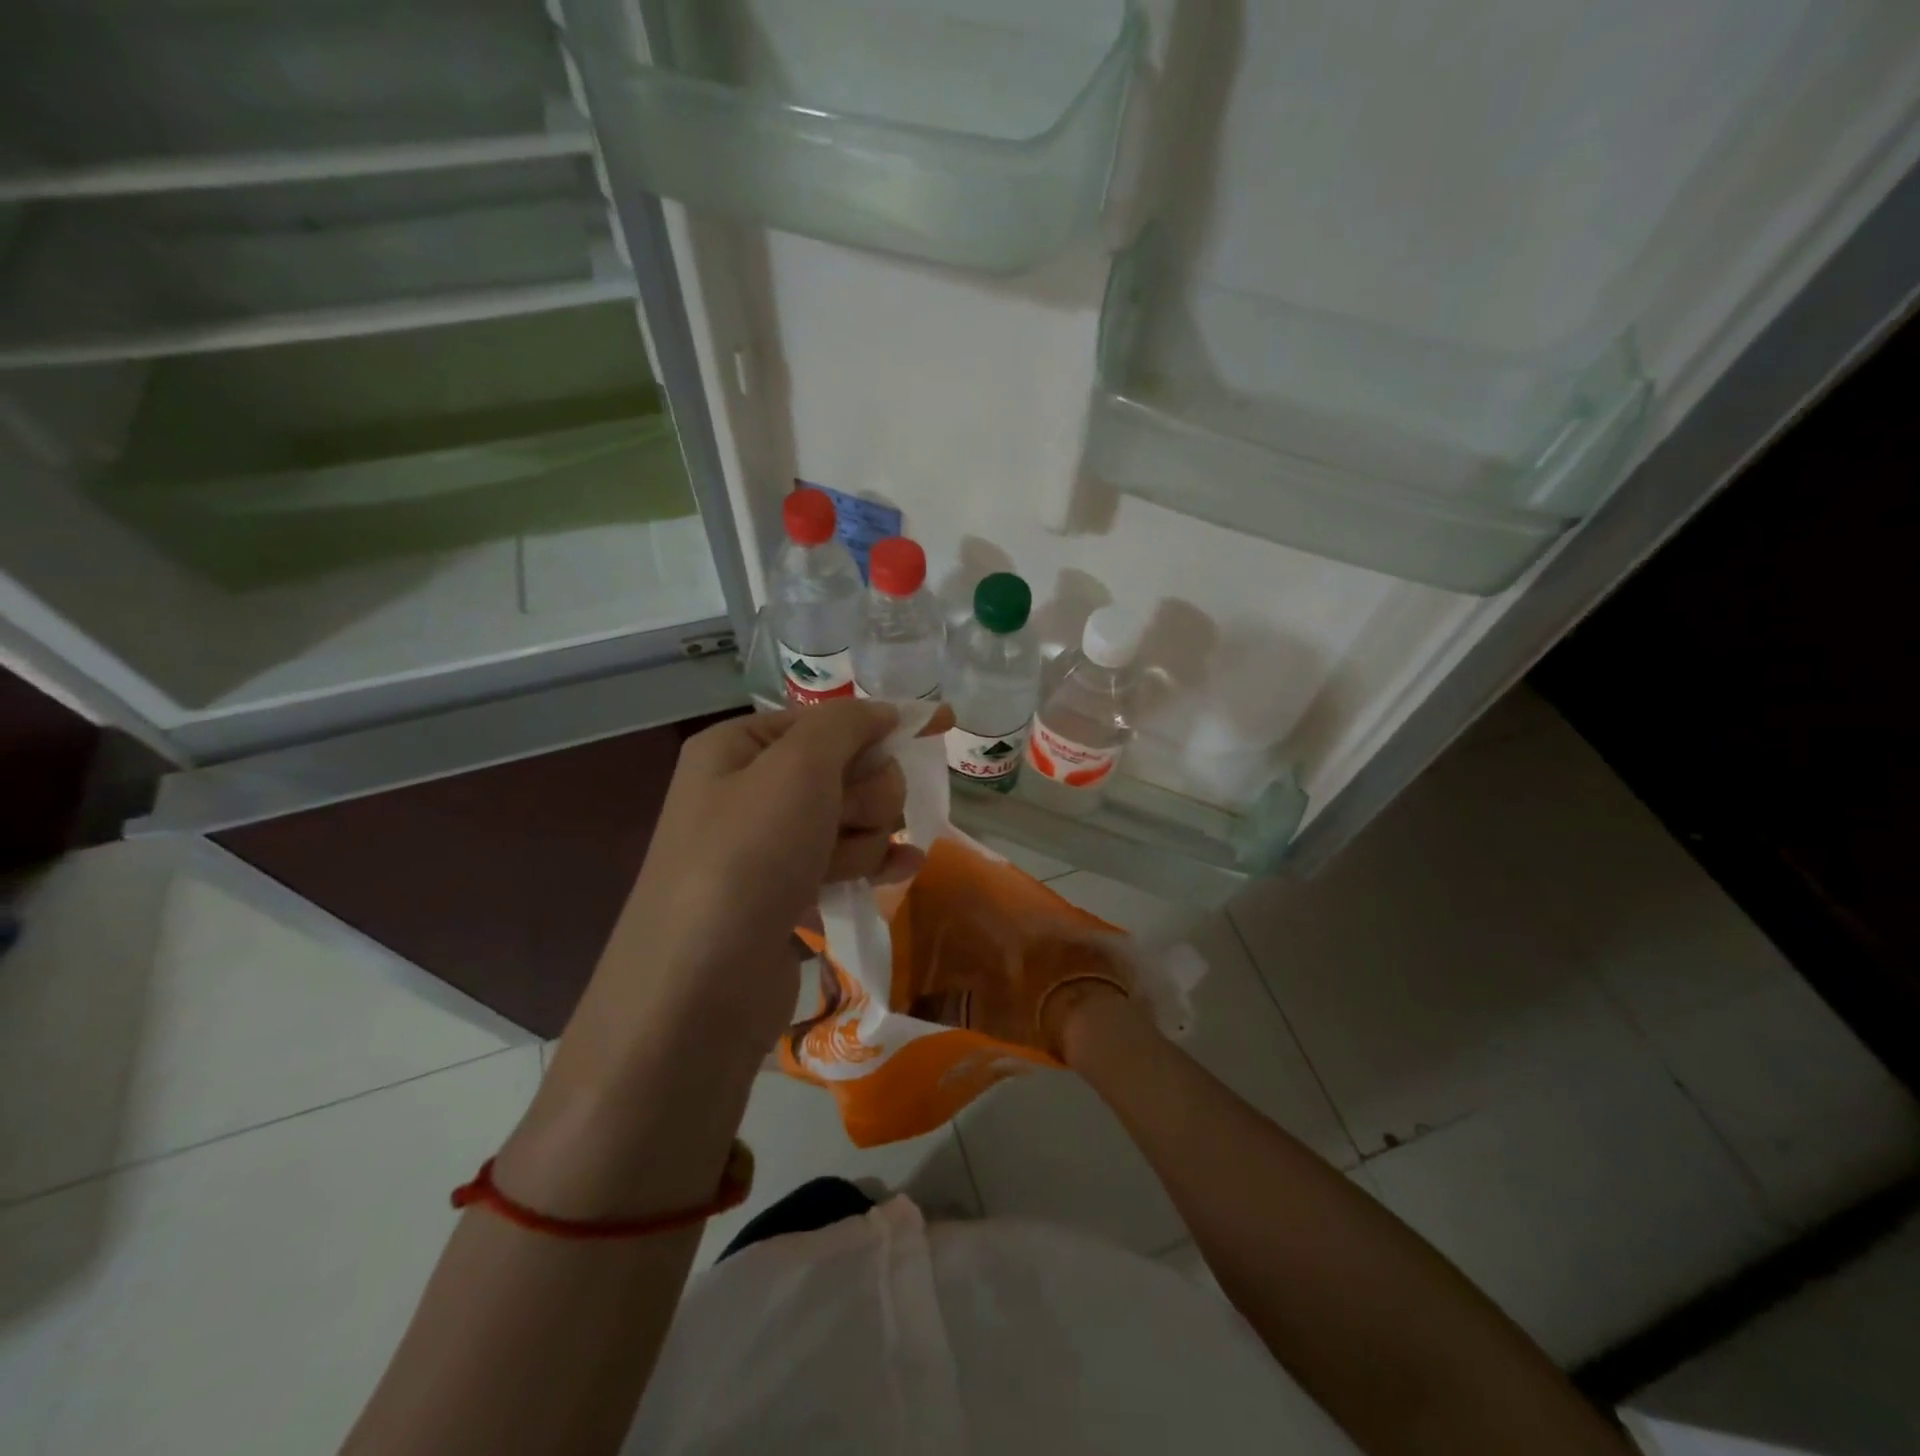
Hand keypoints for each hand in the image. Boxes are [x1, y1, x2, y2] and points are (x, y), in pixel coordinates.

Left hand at [614, 699, 952, 1046]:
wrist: (699, 989)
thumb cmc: (748, 857)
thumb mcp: (797, 768)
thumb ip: (846, 725)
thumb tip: (886, 710)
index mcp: (738, 748)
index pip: (825, 720)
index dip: (878, 726)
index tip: (939, 725)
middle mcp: (748, 791)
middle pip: (843, 770)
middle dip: (865, 794)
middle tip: (848, 820)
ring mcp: (766, 848)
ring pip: (849, 819)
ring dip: (866, 837)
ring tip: (849, 865)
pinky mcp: (785, 895)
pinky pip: (842, 862)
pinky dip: (872, 864)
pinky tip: (904, 870)